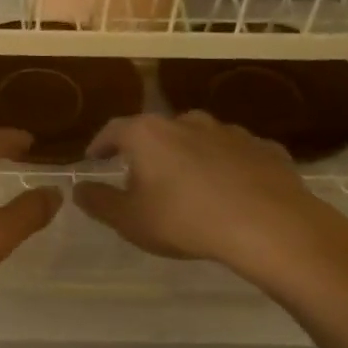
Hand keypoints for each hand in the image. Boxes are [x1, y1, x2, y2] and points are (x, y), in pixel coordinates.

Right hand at [72, 112, 347, 294]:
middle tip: (142, 176)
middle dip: (146, 151)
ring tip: (187, 184)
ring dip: (188, 156)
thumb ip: (99, 202)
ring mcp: (230, 132)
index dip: (100, 144)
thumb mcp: (129, 220)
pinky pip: (235, 155)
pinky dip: (226, 167)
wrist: (269, 226)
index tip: (94, 158)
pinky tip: (229, 191)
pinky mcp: (265, 149)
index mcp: (148, 134)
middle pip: (157, 131)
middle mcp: (187, 122)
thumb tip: (79, 189)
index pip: (113, 130)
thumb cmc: (185, 220)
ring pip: (199, 140)